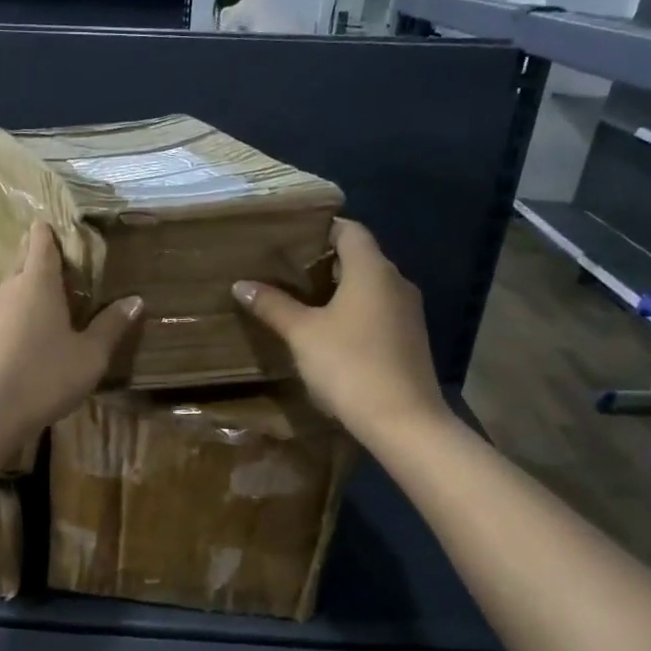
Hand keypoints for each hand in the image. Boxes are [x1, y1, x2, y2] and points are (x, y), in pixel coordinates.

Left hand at [0, 222, 140, 440]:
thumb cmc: (44, 377)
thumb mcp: (89, 356)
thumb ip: (112, 326)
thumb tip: (135, 299)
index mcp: (38, 283)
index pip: (42, 241)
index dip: (51, 231)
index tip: (64, 229)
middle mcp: (8, 289)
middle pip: (24, 264)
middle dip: (43, 263)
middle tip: (69, 275)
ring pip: (12, 293)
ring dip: (30, 297)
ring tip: (53, 312)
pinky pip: (1, 319)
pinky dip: (16, 322)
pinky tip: (28, 345)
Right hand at [233, 219, 444, 436]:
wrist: (402, 421)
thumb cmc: (349, 366)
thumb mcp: (302, 334)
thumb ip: (273, 305)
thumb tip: (241, 284)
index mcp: (372, 270)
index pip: (350, 230)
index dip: (321, 228)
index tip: (291, 237)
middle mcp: (396, 282)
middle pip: (360, 257)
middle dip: (324, 261)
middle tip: (285, 270)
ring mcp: (408, 312)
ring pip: (370, 286)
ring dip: (339, 289)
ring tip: (301, 300)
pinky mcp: (410, 339)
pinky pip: (378, 311)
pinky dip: (354, 311)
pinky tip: (329, 331)